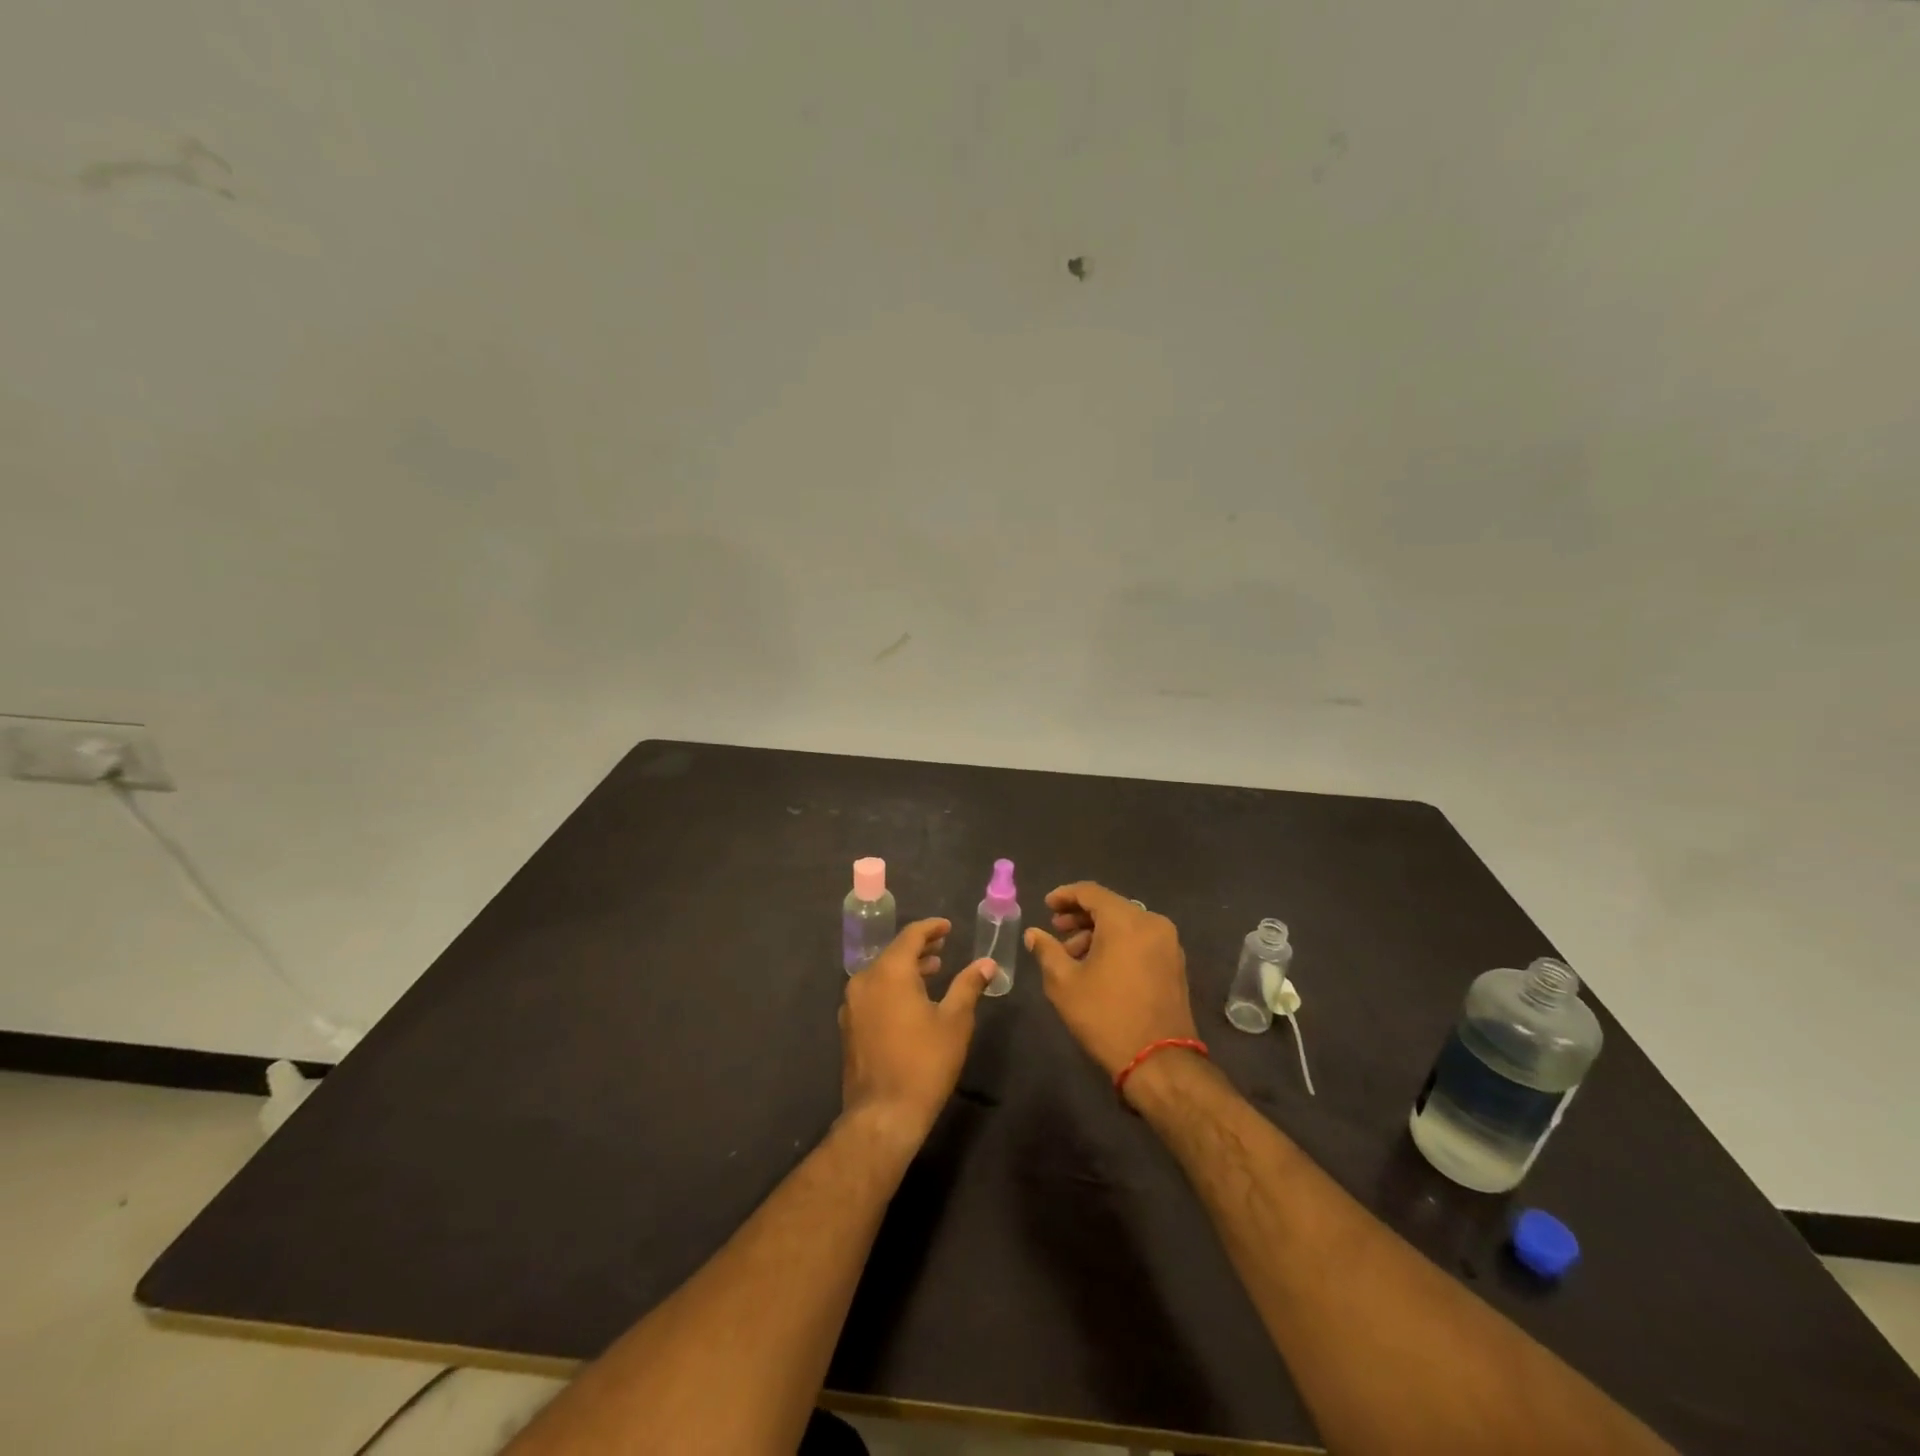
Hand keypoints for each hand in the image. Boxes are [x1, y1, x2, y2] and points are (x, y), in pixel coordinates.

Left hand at [839, 918, 995, 1148]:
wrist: (883, 1114)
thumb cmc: (925, 1062)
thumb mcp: (955, 1021)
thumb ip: (968, 985)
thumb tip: (987, 963)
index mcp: (890, 972)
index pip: (911, 936)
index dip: (931, 928)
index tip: (948, 927)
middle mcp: (865, 980)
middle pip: (893, 952)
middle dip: (919, 948)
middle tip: (943, 947)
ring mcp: (852, 1004)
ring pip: (881, 973)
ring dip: (905, 968)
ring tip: (932, 972)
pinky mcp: (848, 1025)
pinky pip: (872, 992)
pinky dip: (891, 987)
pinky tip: (910, 1001)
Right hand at [1025, 882, 1199, 1089]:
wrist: (1159, 1062)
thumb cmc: (1106, 1016)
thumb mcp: (1064, 983)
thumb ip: (1046, 951)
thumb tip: (1034, 933)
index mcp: (1126, 920)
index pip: (1091, 892)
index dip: (1064, 895)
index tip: (1046, 906)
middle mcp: (1152, 922)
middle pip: (1110, 906)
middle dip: (1080, 916)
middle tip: (1056, 930)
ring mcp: (1168, 943)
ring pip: (1126, 924)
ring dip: (1098, 932)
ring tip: (1073, 955)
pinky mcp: (1175, 964)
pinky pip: (1141, 940)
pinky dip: (1118, 944)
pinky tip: (1099, 965)